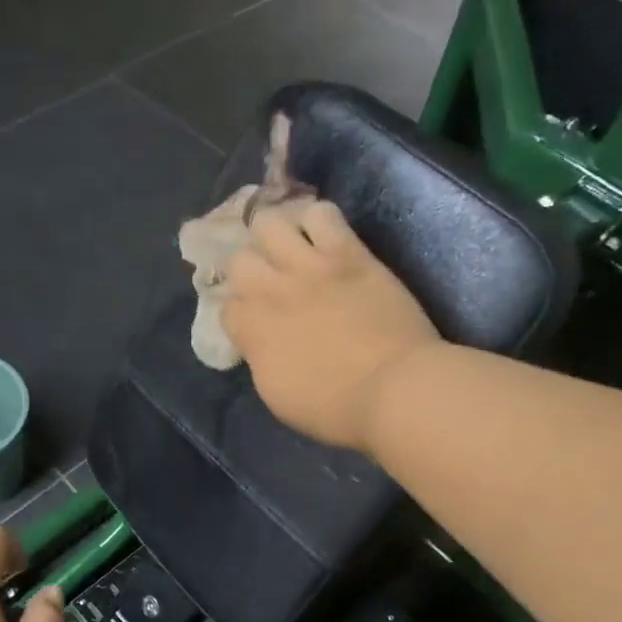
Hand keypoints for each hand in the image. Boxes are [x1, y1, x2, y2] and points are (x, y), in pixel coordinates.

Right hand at [221, 200, 440, 452]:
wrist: (394, 390)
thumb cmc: (335, 408)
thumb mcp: (278, 395)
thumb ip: (261, 357)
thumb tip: (261, 341)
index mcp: (251, 330)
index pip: (226, 307)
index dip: (239, 314)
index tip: (253, 323)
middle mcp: (271, 290)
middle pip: (239, 259)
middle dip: (248, 270)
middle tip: (267, 280)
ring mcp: (309, 266)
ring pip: (270, 223)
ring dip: (275, 236)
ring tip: (290, 248)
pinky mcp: (348, 253)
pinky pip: (322, 213)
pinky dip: (317, 220)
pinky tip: (324, 235)